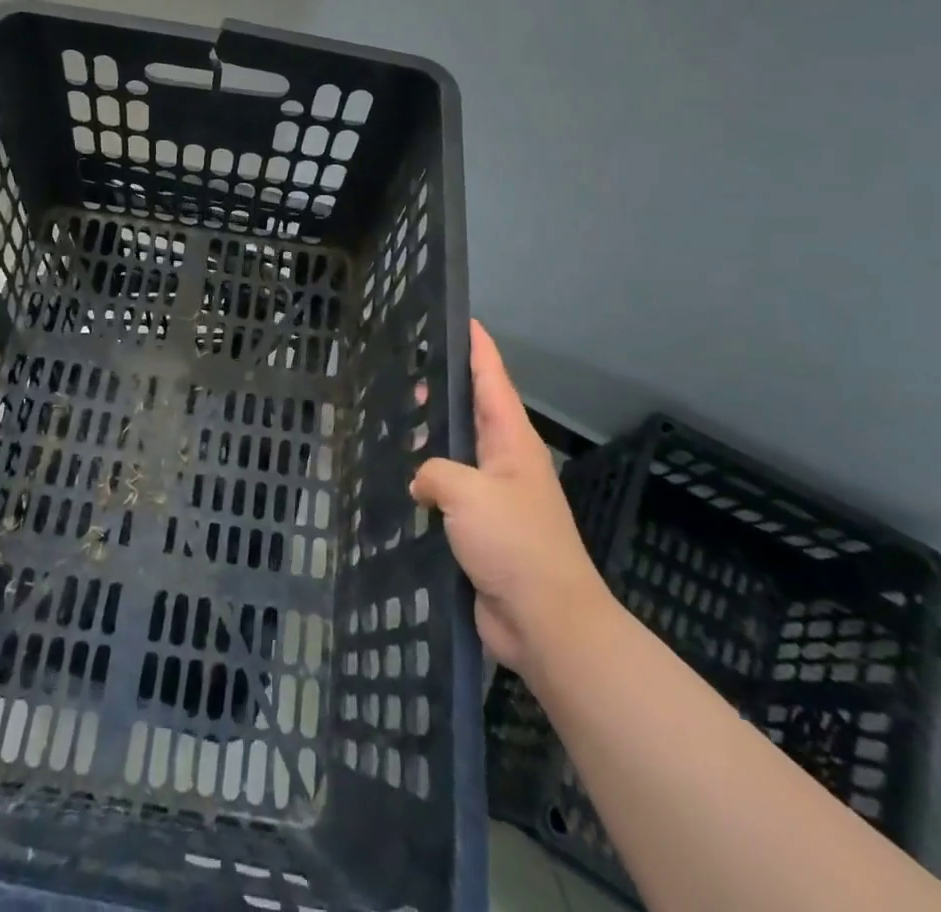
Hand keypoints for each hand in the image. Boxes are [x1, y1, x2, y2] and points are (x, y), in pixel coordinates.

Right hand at [411, 320, 610, 676]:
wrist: (547, 621)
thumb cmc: (515, 544)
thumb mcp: (468, 493)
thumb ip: (434, 472)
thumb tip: (422, 482)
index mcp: (511, 440)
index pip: (492, 378)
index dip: (476, 346)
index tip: (461, 318)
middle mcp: (504, 460)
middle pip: (472, 410)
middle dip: (443, 389)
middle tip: (404, 371)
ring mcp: (494, 496)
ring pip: (457, 451)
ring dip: (431, 437)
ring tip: (394, 421)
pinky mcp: (481, 529)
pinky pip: (448, 492)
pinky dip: (427, 481)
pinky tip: (400, 481)